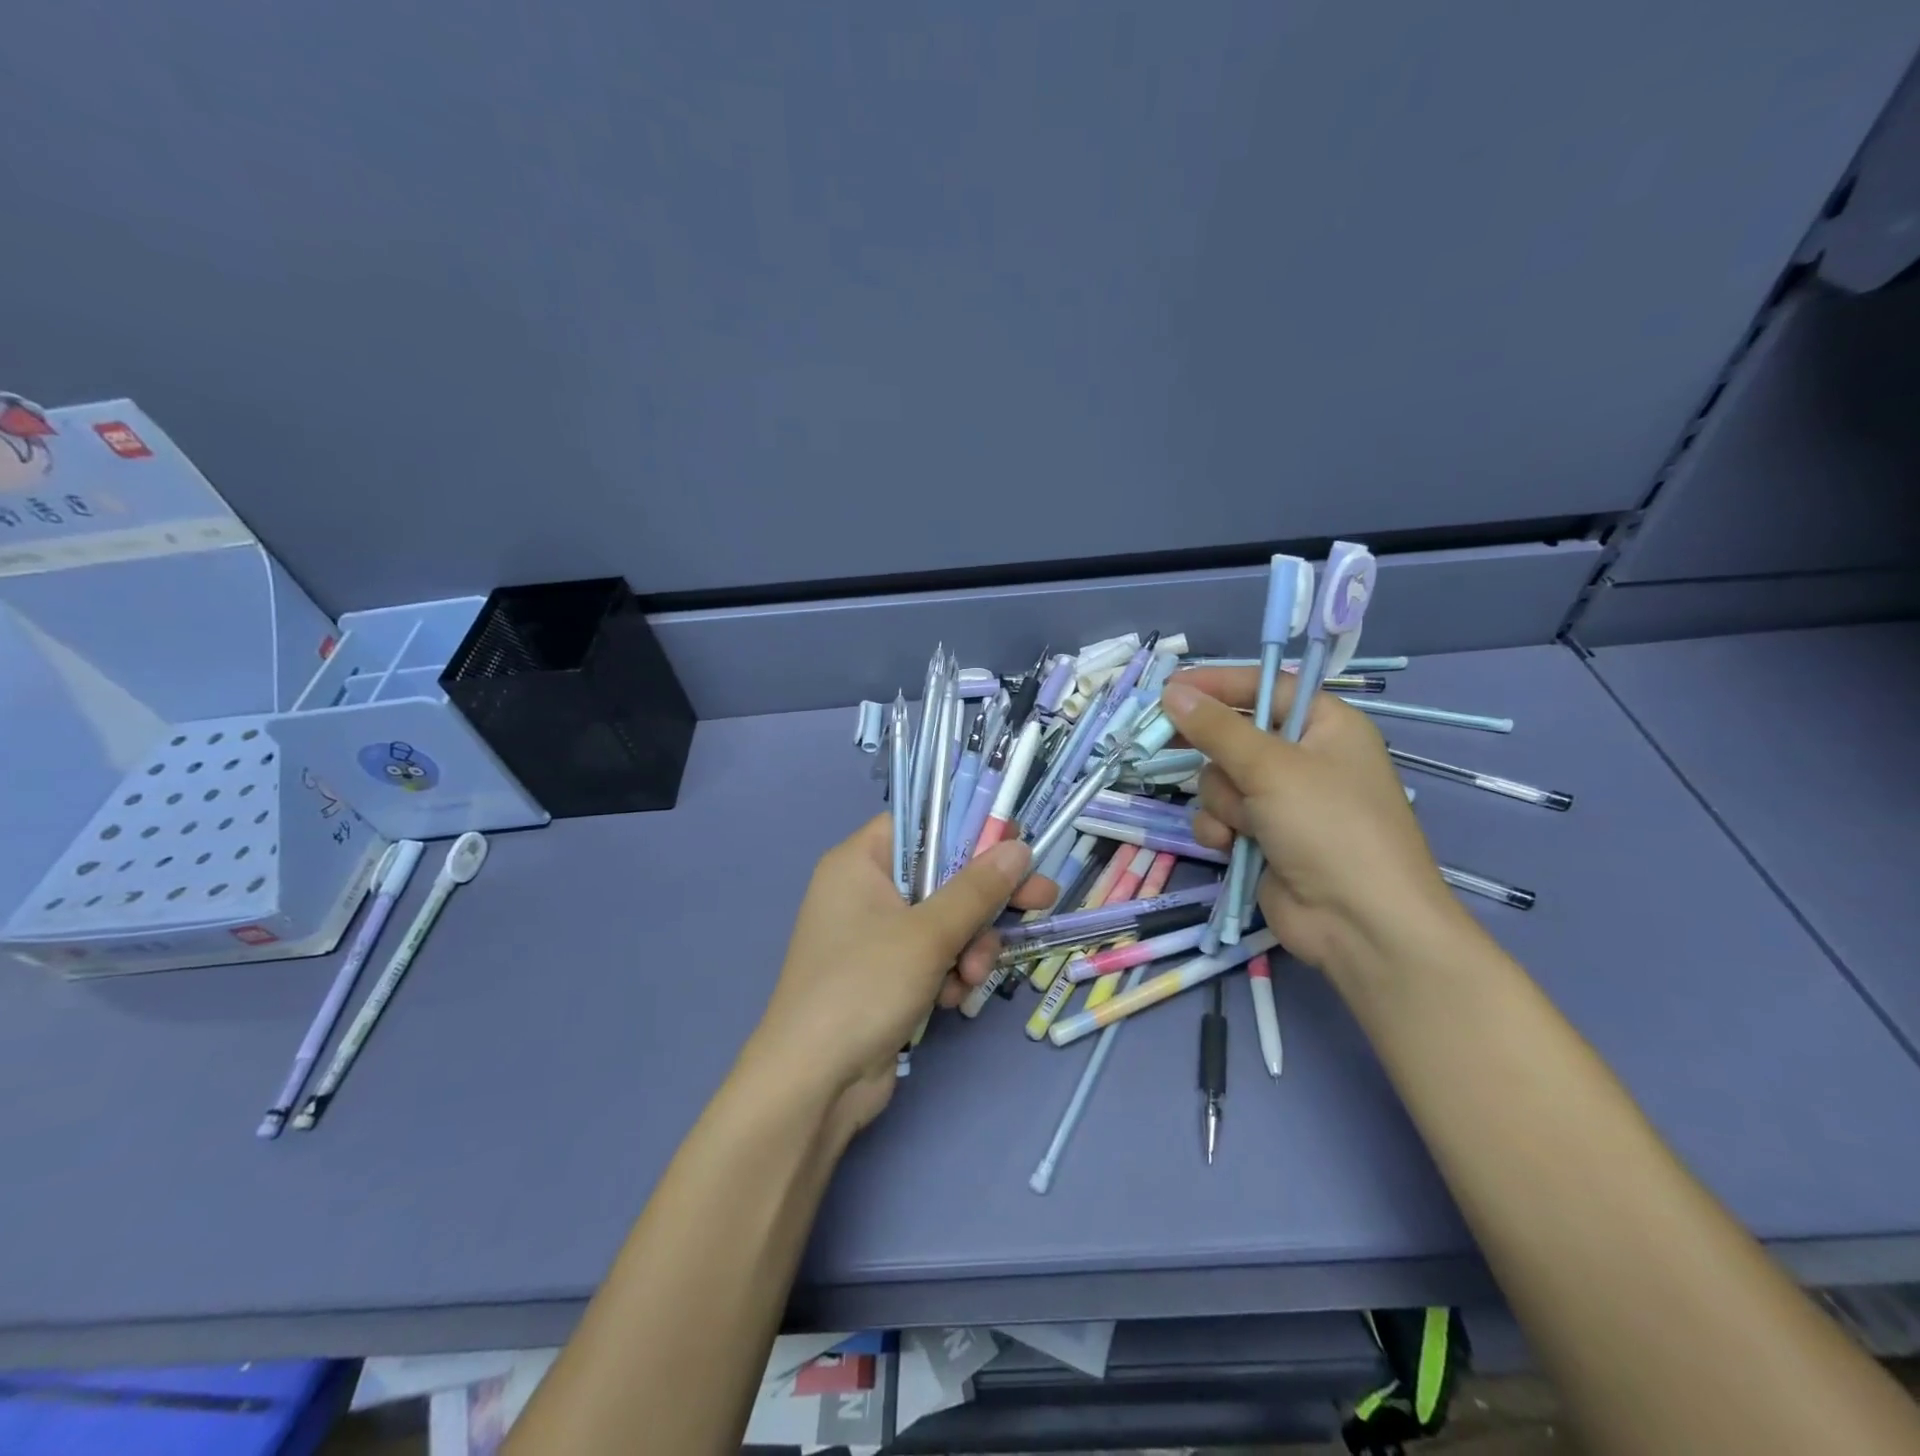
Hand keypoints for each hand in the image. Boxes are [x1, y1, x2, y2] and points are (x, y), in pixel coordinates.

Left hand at [745, 816, 1056, 1135]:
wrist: (813, 1084)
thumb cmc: (864, 986)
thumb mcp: (928, 933)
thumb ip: (977, 889)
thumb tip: (1019, 849)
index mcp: (860, 862)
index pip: (921, 823)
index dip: (970, 829)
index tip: (1015, 844)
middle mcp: (865, 891)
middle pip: (941, 874)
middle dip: (985, 899)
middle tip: (1041, 900)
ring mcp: (875, 936)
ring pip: (944, 919)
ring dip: (970, 944)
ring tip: (972, 974)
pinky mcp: (886, 975)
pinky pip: (933, 955)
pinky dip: (950, 971)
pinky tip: (953, 997)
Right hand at [1160, 670, 1470, 981]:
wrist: (1359, 923)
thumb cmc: (1329, 827)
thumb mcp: (1271, 767)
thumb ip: (1216, 728)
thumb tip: (1172, 691)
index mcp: (1326, 726)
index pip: (1265, 688)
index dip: (1219, 684)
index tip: (1171, 688)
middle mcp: (1304, 759)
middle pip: (1235, 735)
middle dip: (1214, 752)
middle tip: (1166, 741)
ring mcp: (1283, 801)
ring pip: (1220, 780)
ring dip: (1222, 800)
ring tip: (1245, 823)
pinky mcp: (1263, 837)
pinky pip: (1221, 816)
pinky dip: (1221, 828)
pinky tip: (1232, 846)